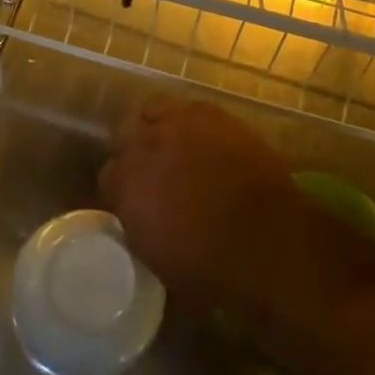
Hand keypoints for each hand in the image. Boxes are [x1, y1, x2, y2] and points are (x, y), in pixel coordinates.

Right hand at [99, 97, 295, 307]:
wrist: (266, 238)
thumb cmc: (210, 266)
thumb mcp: (157, 260)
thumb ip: (138, 228)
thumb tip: (140, 219)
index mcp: (125, 185)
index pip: (108, 176)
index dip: (122, 188)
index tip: (134, 201)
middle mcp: (144, 146)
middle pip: (124, 135)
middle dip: (134, 151)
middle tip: (152, 170)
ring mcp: (179, 124)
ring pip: (153, 111)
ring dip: (159, 127)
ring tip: (174, 145)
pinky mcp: (213, 114)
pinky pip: (190, 109)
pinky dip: (192, 122)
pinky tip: (205, 139)